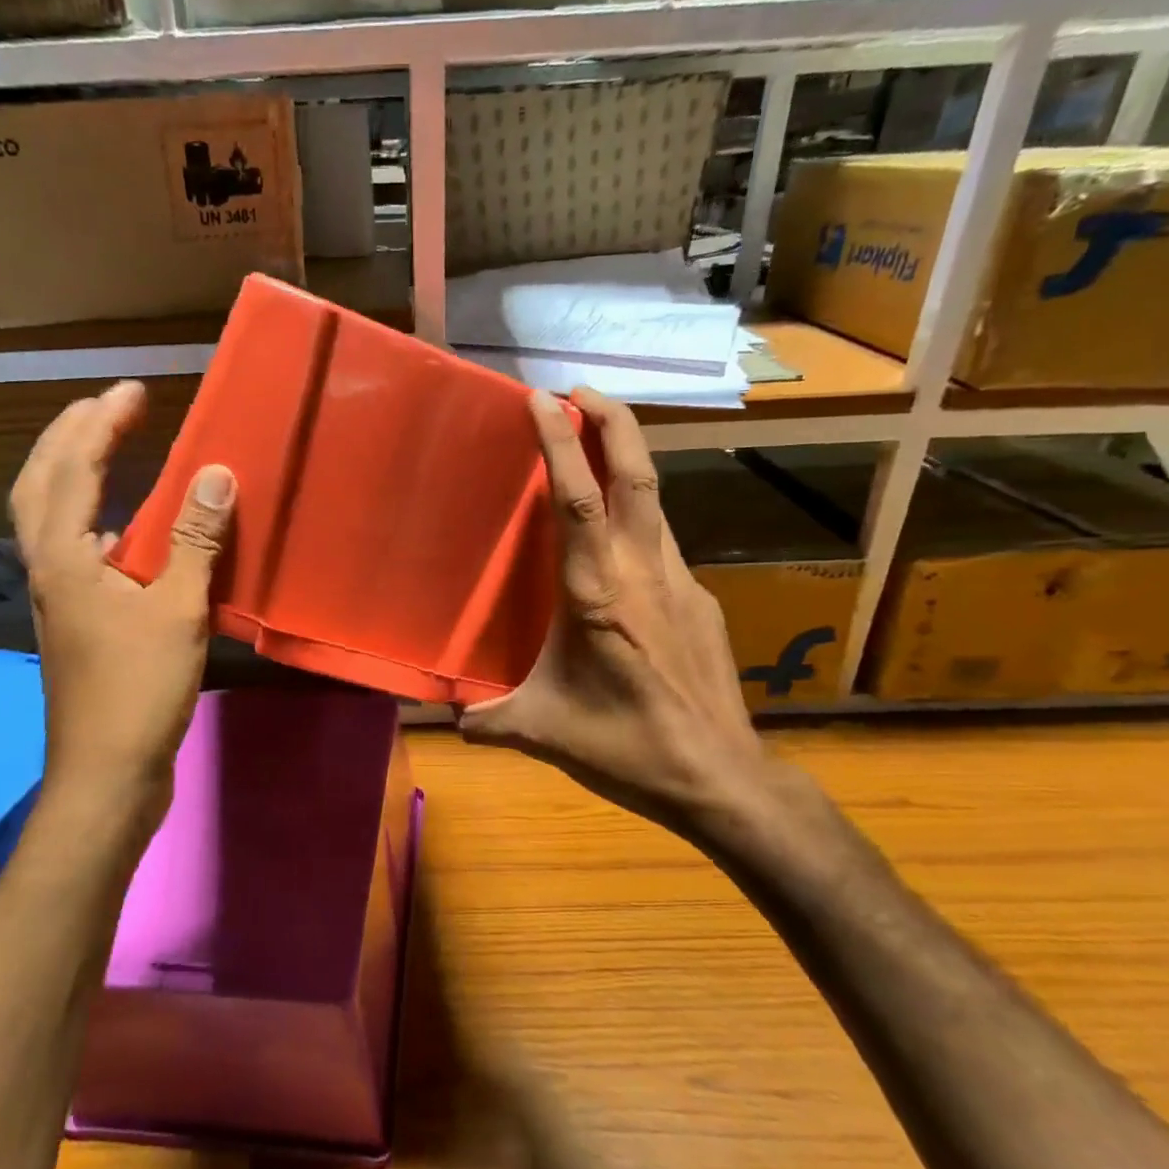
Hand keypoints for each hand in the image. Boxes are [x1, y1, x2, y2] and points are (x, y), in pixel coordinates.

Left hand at [9, 380, 233, 838]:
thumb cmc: (138, 690)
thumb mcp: (178, 610)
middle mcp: (48, 568)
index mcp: (63, 557)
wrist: (107, 774)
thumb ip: (195, 540)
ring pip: (52, 518)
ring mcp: (58, 597)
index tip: (135, 390)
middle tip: (109, 407)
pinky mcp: (77, 622)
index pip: (74, 467)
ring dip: (75, 474)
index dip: (103, 421)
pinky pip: (78, 550)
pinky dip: (97, 521)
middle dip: (70, 436)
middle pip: (41, 484)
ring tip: (110, 449)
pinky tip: (129, 531)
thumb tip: (216, 473)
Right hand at [459, 388, 813, 864]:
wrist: (722, 779)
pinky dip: (638, 515)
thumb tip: (446, 715)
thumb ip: (488, 718)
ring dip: (626, 460)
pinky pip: (664, 541)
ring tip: (595, 444)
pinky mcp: (701, 600)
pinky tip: (620, 542)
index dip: (562, 442)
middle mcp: (644, 572)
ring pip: (655, 502)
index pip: (577, 500)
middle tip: (580, 390)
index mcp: (598, 595)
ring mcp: (681, 582)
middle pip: (636, 475)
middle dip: (613, 419)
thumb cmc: (627, 748)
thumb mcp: (544, 731)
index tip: (544, 398)